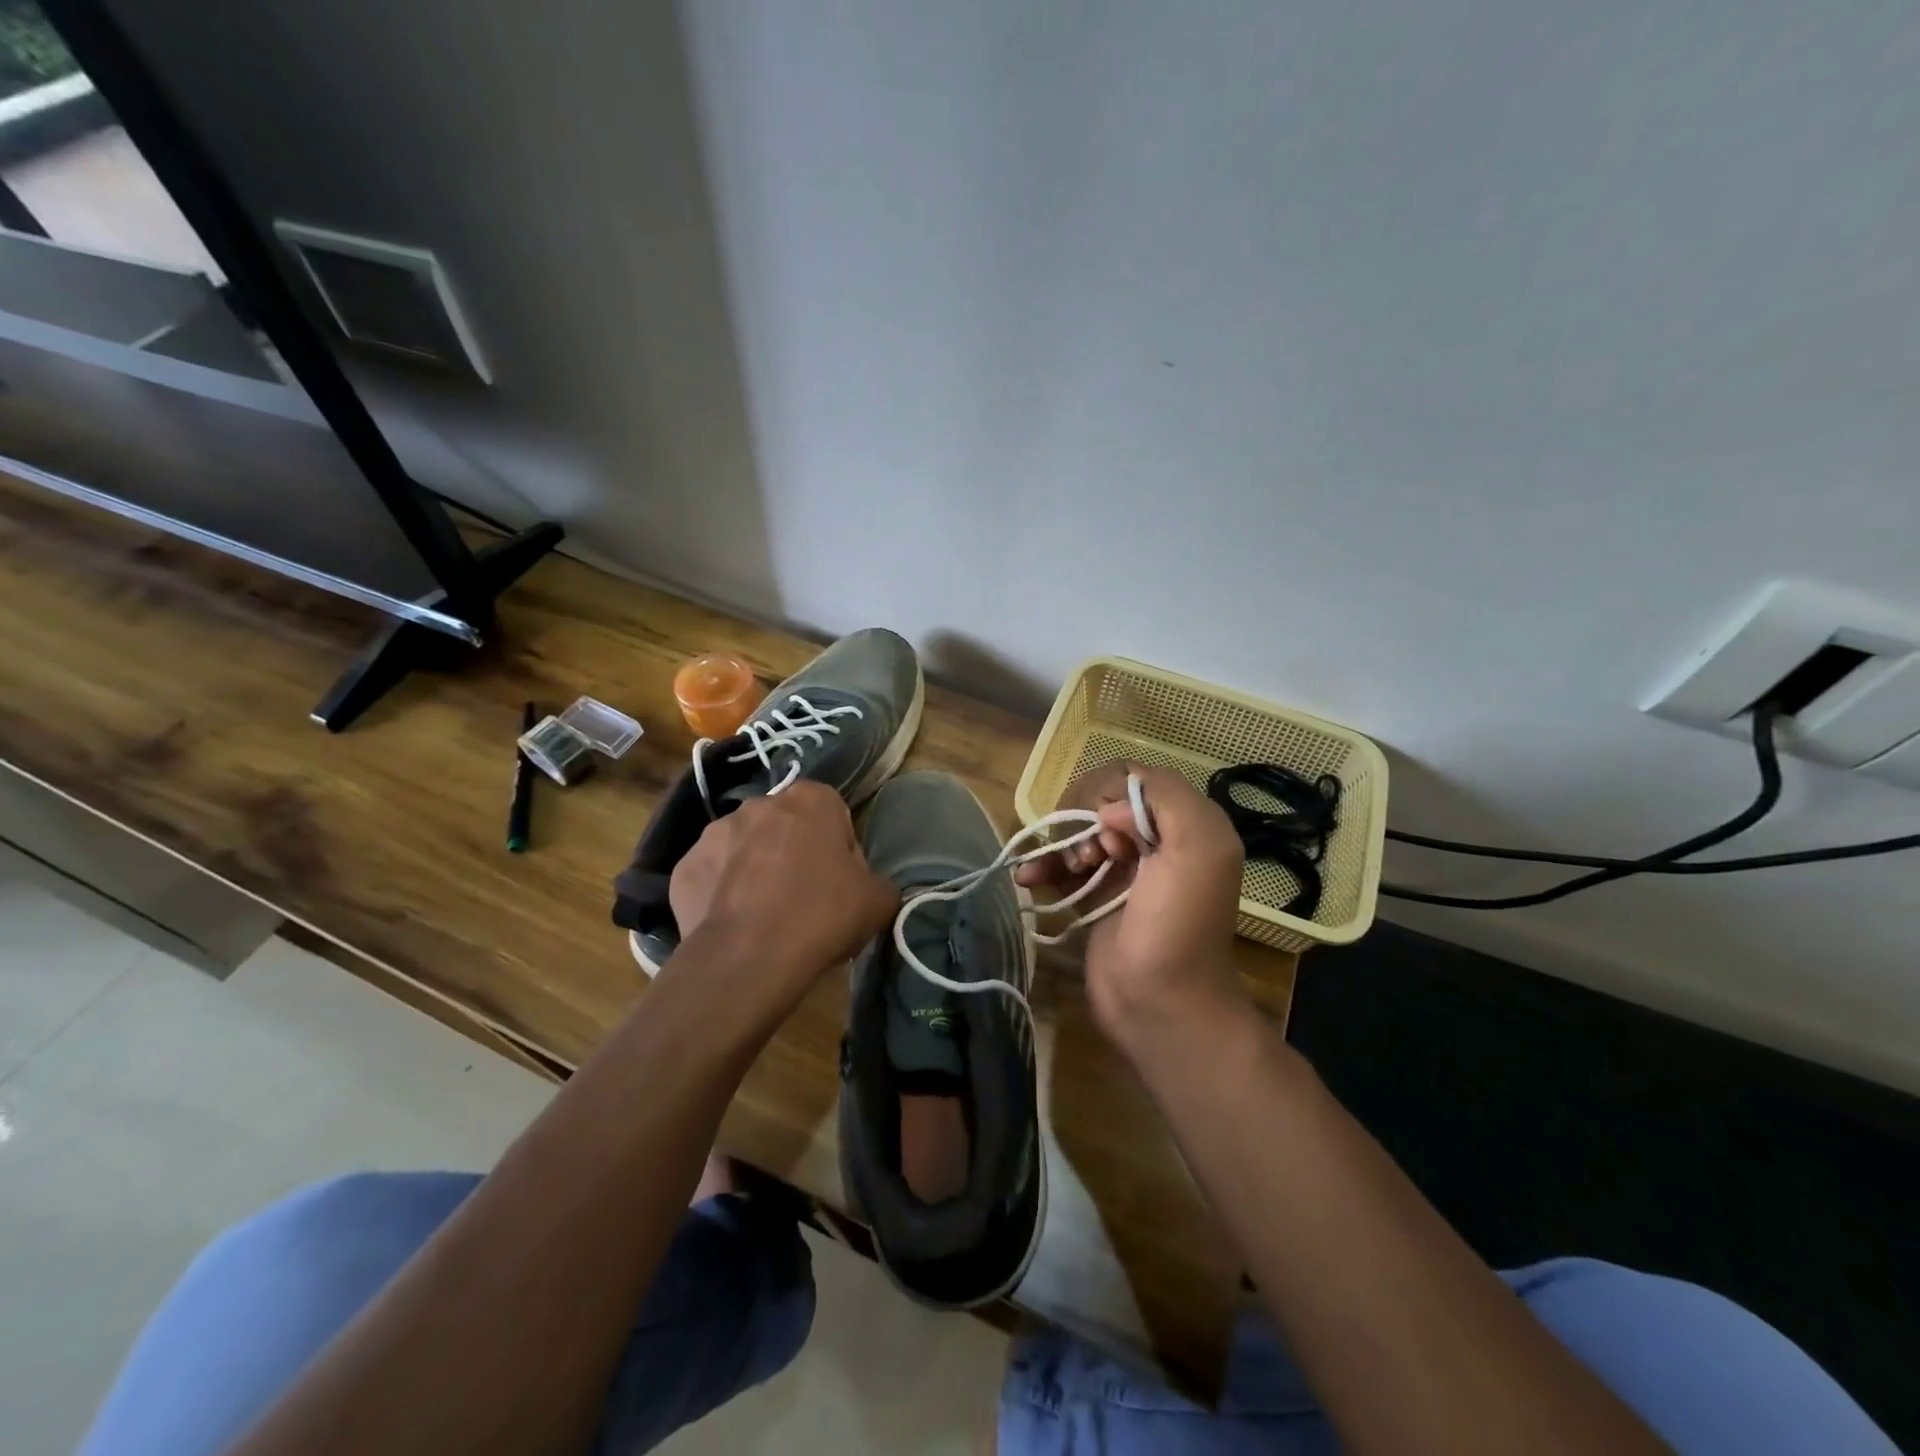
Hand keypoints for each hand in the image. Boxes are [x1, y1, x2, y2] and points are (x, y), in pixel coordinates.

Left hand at [668, 781, 898, 1003]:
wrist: (748, 957)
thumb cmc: (821, 916)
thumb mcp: (878, 901)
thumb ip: (878, 881)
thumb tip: (866, 885)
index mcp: (811, 799)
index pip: (833, 813)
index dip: (839, 848)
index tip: (840, 882)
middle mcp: (759, 803)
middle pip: (785, 826)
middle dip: (793, 852)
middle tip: (804, 898)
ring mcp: (714, 832)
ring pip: (744, 848)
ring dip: (754, 869)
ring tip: (764, 916)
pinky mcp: (684, 866)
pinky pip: (712, 875)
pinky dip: (721, 893)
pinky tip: (735, 925)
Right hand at [1015, 763, 1248, 1050]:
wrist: (1160, 1005)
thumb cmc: (1179, 926)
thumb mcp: (1197, 849)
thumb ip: (1166, 800)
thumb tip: (1111, 809)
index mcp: (1185, 824)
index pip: (1134, 779)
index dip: (1110, 796)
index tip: (1105, 831)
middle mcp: (1156, 840)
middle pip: (1101, 803)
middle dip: (1082, 821)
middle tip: (1088, 857)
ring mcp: (1123, 869)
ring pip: (1079, 831)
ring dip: (1058, 843)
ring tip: (1055, 871)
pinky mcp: (1095, 895)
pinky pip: (1064, 864)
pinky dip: (1043, 866)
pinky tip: (1027, 877)